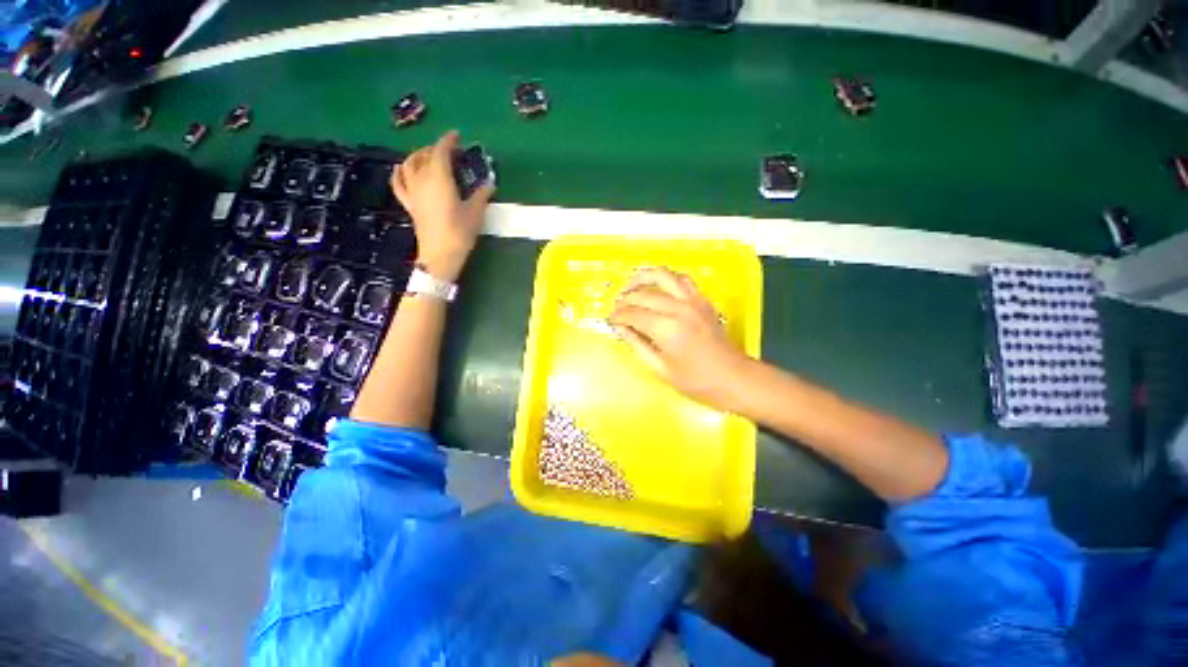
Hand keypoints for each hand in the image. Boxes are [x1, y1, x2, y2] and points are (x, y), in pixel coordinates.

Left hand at [390, 130, 495, 281]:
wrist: (440, 255)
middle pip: (424, 156)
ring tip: (428, 156)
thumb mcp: (475, 213)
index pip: (441, 151)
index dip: (448, 140)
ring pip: (409, 165)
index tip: (456, 135)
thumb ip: (481, 195)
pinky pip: (399, 183)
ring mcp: (413, 192)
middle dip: (436, 149)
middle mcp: (422, 180)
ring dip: (418, 156)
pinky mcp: (409, 204)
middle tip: (450, 151)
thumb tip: (489, 184)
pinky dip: (400, 173)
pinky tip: (402, 169)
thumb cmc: (460, 232)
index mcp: (440, 178)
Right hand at [609, 267, 749, 409]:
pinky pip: (681, 279)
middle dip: (625, 300)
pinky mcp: (702, 299)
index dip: (618, 316)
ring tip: (630, 287)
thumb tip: (620, 328)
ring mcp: (692, 300)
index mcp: (666, 329)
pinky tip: (657, 286)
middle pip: (643, 294)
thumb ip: (637, 344)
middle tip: (616, 308)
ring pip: (662, 276)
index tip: (610, 320)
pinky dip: (665, 278)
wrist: (733, 377)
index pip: (633, 314)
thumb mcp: (660, 368)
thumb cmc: (695, 381)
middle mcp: (678, 308)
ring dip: (642, 278)